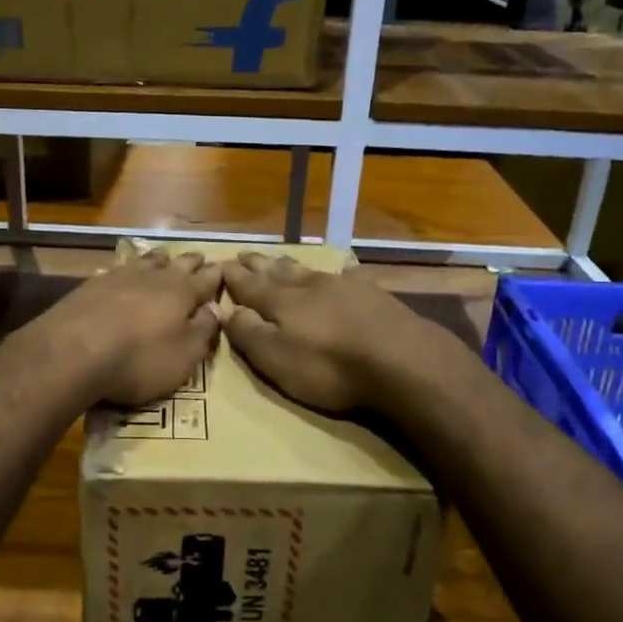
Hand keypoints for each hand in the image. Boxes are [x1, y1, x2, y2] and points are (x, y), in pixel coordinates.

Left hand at [22, 249, 222, 406]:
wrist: (74, 351)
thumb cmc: (139, 359)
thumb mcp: (184, 356)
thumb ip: (203, 331)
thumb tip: (215, 309)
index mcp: (182, 293)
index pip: (206, 280)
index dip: (216, 276)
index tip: (222, 269)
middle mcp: (153, 277)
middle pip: (177, 263)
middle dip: (190, 261)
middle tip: (199, 258)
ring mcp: (119, 277)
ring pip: (145, 261)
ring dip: (158, 259)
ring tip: (163, 257)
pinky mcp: (91, 285)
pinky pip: (115, 270)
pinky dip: (125, 270)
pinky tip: (120, 272)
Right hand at [221, 252, 464, 412]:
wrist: (402, 360)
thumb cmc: (330, 367)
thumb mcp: (276, 359)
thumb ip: (249, 333)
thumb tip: (227, 310)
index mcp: (281, 303)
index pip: (249, 286)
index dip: (234, 277)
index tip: (220, 264)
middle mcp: (309, 287)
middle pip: (278, 272)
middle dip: (259, 265)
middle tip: (244, 254)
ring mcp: (344, 287)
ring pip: (309, 271)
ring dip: (290, 265)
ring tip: (279, 259)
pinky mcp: (374, 295)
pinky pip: (348, 277)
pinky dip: (338, 273)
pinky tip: (342, 272)